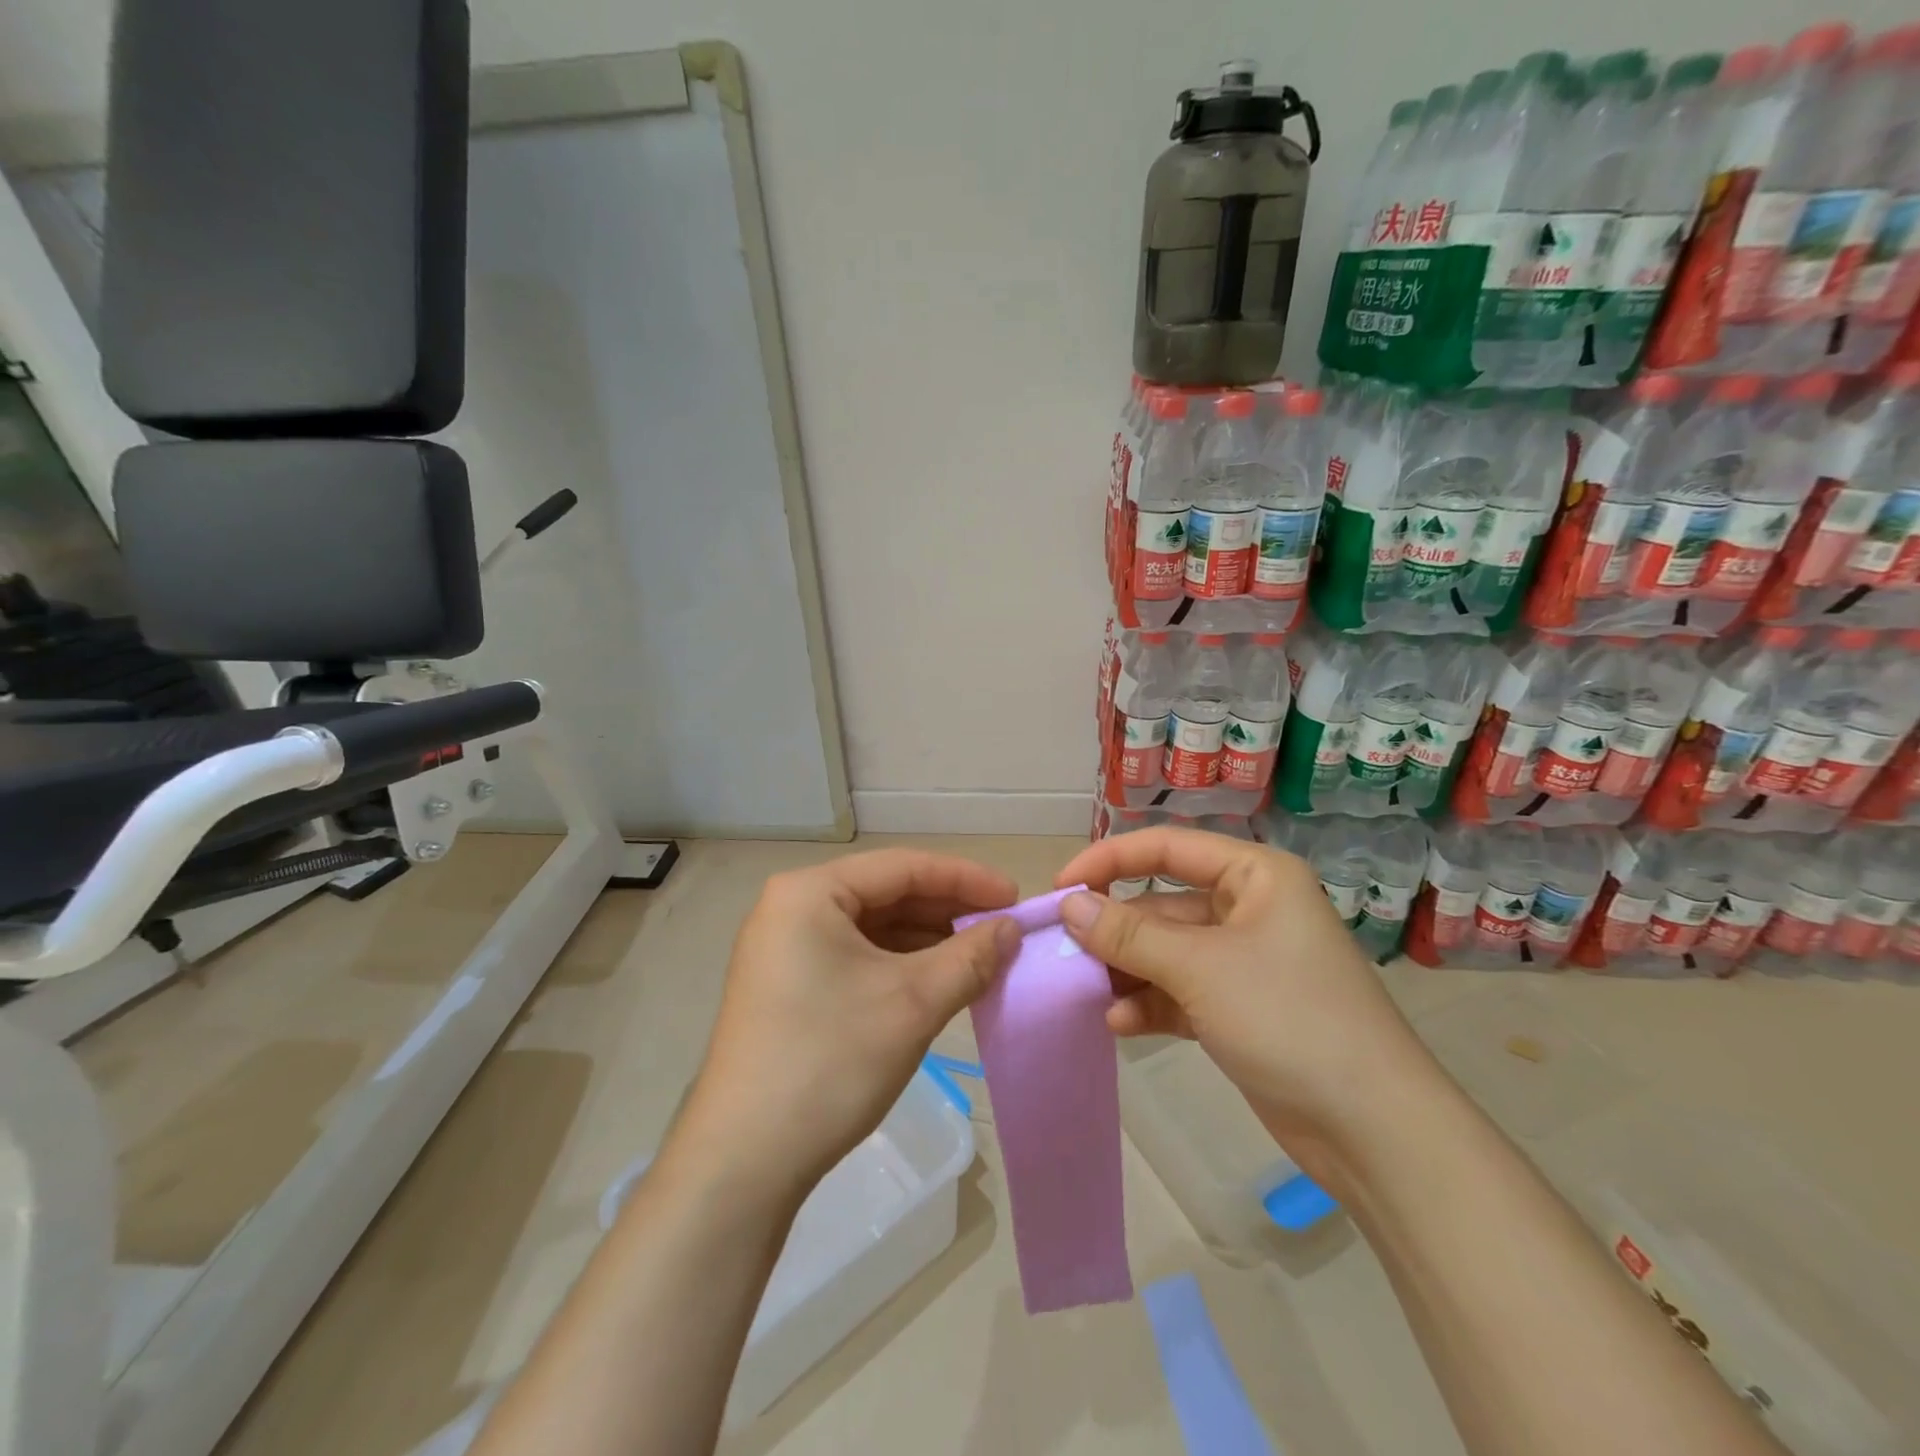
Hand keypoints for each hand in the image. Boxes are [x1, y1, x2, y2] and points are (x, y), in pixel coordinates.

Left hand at [665, 850, 1019, 1209]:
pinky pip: (854, 956)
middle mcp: (791, 908)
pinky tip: (937, 980)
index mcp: (810, 892)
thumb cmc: (830, 1063)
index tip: (1014, 898)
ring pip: (872, 928)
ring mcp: (784, 948)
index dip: (965, 879)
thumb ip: (970, 957)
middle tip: (1001, 930)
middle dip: (947, 911)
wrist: (742, 1163)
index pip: (902, 867)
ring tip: (979, 956)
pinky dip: (899, 965)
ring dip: (927, 940)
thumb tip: (1011, 929)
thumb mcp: (913, 1003)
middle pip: (886, 894)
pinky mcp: (786, 985)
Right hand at [1055, 828, 1437, 1180]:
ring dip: (1126, 969)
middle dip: (1113, 928)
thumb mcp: (1200, 968)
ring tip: (1084, 990)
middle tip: (1061, 949)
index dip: (1108, 861)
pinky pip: (1179, 991)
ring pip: (1166, 951)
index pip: (1167, 848)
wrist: (1373, 1130)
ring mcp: (1243, 962)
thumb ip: (1128, 934)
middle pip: (1162, 903)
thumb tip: (1068, 905)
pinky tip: (1119, 1023)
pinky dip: (1149, 1003)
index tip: (1059, 888)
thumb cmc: (1289, 1018)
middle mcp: (1249, 908)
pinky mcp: (1239, 1009)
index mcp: (1254, 875)